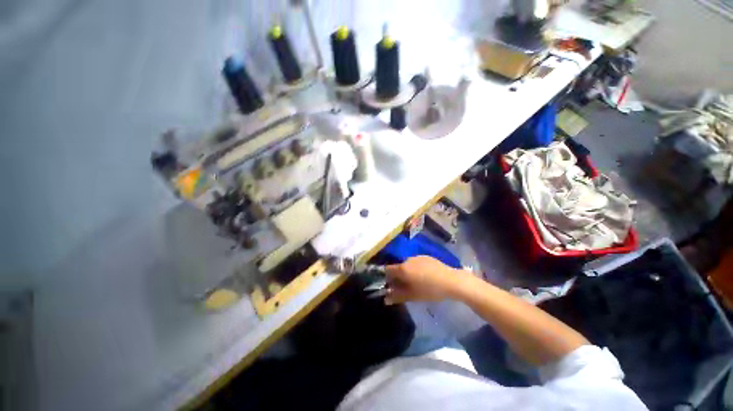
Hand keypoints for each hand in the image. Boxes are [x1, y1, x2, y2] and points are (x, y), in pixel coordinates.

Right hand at [384, 256, 467, 304]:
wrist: (451, 281)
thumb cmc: (429, 290)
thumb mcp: (412, 296)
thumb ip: (397, 296)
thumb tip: (386, 299)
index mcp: (402, 268)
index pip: (387, 270)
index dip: (387, 278)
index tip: (391, 286)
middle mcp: (407, 259)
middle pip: (398, 267)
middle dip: (399, 276)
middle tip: (405, 287)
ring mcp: (417, 257)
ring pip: (408, 265)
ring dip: (408, 272)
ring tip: (417, 282)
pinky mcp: (426, 257)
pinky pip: (416, 263)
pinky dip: (416, 269)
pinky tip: (425, 277)